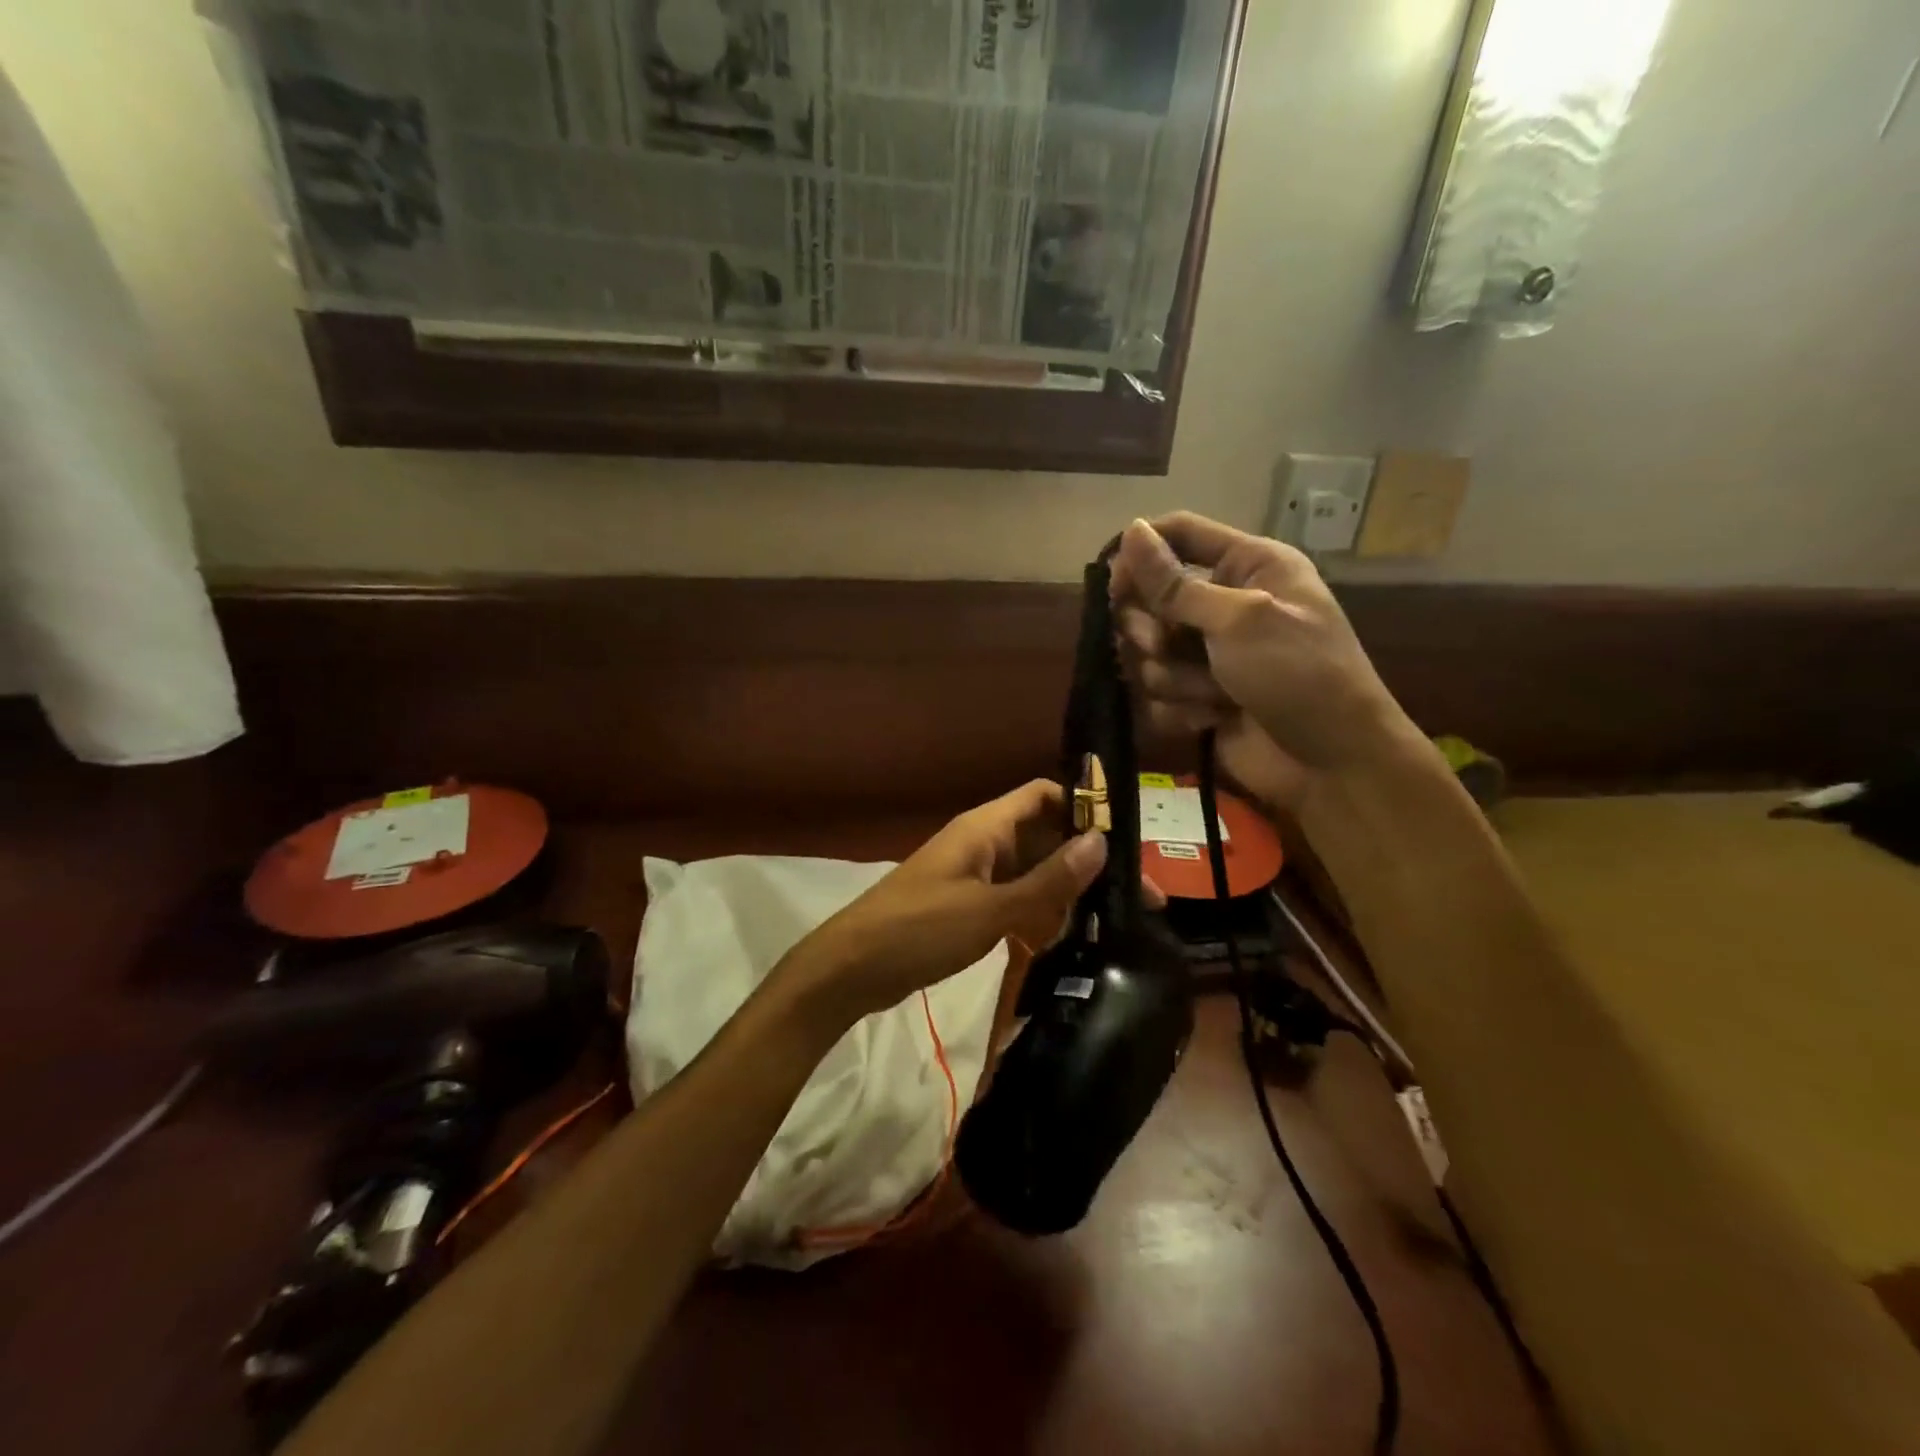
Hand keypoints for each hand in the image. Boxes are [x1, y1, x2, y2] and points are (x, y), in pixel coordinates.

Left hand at [772, 780, 1162, 1032]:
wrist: (851, 969)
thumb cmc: (919, 930)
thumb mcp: (990, 910)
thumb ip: (1047, 881)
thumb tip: (1101, 843)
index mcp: (986, 828)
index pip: (1044, 795)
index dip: (1085, 807)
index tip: (1127, 839)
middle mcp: (984, 843)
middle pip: (1045, 836)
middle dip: (1087, 858)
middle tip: (1138, 896)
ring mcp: (975, 875)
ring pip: (1033, 871)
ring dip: (1068, 890)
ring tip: (1116, 920)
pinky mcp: (968, 906)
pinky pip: (1015, 899)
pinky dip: (1040, 913)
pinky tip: (1070, 939)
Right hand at [1109, 513, 1414, 811]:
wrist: (1331, 764)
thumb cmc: (1299, 674)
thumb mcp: (1239, 619)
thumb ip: (1175, 583)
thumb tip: (1130, 530)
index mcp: (1246, 566)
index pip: (1179, 534)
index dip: (1141, 553)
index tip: (1113, 584)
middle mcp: (1223, 603)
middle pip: (1150, 598)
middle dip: (1151, 629)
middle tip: (1164, 646)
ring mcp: (1207, 654)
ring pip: (1147, 653)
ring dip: (1173, 677)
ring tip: (1213, 694)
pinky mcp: (1197, 697)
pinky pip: (1156, 695)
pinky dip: (1179, 709)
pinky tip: (1212, 719)